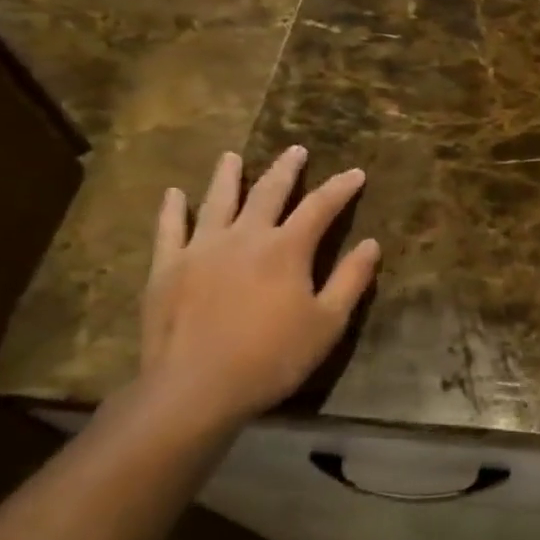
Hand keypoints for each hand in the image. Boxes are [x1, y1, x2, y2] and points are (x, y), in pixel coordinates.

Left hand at [137, 147, 379, 432]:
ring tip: (232, 157)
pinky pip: (170, 229)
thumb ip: (350, 280)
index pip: (321, 207)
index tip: (356, 173)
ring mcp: (201, 249)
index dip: (341, 188)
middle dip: (286, 170)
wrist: (195, 388)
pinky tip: (174, 193)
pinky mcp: (168, 268)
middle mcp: (245, 236)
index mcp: (287, 249)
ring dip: (228, 176)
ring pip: (218, 201)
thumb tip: (371, 244)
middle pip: (268, 192)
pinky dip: (173, 209)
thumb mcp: (327, 323)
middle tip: (296, 150)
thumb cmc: (272, 358)